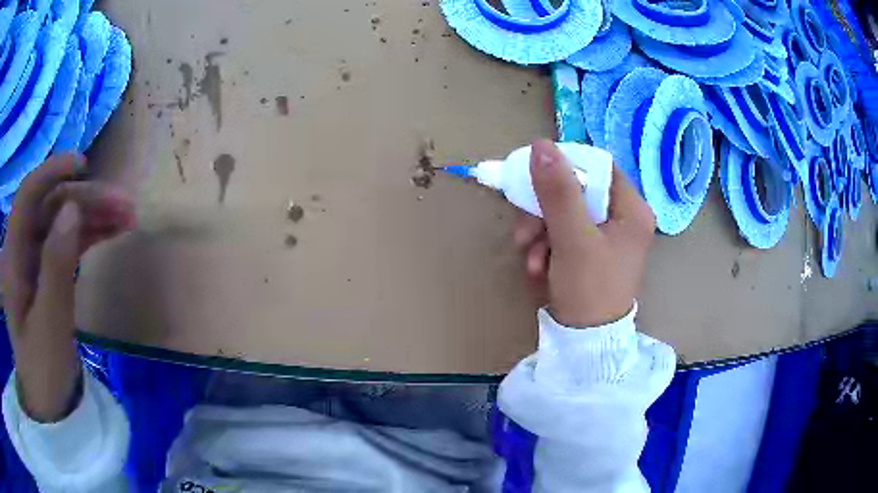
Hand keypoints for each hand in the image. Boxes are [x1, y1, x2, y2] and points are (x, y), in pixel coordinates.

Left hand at [2, 154, 134, 421]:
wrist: (48, 405)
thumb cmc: (43, 372)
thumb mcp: (49, 325)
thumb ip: (56, 266)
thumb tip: (72, 209)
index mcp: (12, 258)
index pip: (27, 195)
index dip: (52, 172)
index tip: (84, 164)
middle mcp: (20, 250)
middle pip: (50, 207)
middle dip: (85, 199)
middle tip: (124, 204)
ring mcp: (32, 261)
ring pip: (61, 221)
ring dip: (93, 214)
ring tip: (127, 217)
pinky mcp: (45, 273)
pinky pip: (66, 242)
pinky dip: (89, 234)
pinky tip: (112, 232)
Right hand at [514, 140, 654, 327]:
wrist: (585, 346)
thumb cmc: (589, 290)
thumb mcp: (572, 238)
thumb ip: (557, 190)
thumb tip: (541, 145)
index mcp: (632, 210)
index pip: (598, 166)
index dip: (565, 166)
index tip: (535, 178)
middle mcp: (622, 219)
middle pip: (576, 191)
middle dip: (544, 211)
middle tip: (524, 231)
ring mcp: (605, 238)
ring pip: (563, 213)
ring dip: (539, 232)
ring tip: (530, 259)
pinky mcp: (589, 254)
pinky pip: (561, 235)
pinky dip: (545, 248)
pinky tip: (538, 269)